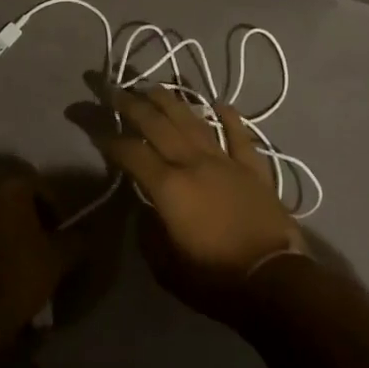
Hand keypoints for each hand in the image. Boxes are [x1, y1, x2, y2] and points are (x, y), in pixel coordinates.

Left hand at [0, 173, 79, 334]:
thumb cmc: (24, 270)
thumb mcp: (61, 255)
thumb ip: (77, 239)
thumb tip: (86, 234)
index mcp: (13, 190)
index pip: (43, 189)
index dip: (58, 210)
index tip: (65, 232)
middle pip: (23, 206)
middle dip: (39, 224)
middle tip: (54, 247)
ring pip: (7, 226)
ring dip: (22, 239)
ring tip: (37, 264)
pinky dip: (7, 253)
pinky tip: (18, 274)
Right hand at [95, 85, 306, 316]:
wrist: (274, 280)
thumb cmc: (215, 279)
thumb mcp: (166, 266)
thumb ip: (149, 232)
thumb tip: (143, 208)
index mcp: (169, 187)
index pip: (132, 154)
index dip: (110, 140)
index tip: (95, 129)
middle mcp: (194, 163)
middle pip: (159, 125)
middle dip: (133, 106)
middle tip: (116, 90)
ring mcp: (226, 161)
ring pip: (194, 122)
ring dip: (173, 102)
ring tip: (155, 87)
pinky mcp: (254, 168)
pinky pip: (240, 136)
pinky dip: (231, 118)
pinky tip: (221, 104)